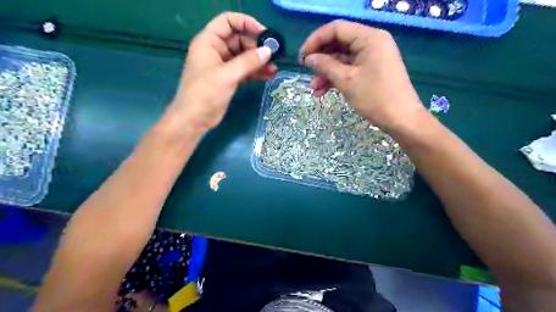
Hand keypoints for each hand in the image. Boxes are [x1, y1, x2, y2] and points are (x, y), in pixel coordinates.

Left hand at [169, 11, 273, 131]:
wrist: (195, 119)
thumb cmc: (205, 93)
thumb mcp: (227, 75)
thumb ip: (248, 62)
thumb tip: (269, 51)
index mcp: (209, 42)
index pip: (228, 22)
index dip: (246, 23)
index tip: (264, 34)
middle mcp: (216, 51)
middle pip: (239, 40)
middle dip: (256, 48)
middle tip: (273, 56)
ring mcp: (223, 66)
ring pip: (244, 58)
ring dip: (259, 62)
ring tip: (274, 69)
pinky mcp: (229, 79)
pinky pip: (245, 71)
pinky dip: (255, 73)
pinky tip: (268, 76)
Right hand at [302, 19, 424, 129]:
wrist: (401, 119)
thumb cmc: (375, 98)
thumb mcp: (346, 81)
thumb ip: (325, 66)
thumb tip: (308, 58)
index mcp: (369, 38)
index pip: (336, 29)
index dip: (315, 40)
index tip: (302, 56)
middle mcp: (372, 42)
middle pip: (339, 44)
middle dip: (321, 60)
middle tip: (307, 73)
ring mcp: (372, 57)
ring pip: (343, 59)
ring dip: (327, 73)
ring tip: (314, 89)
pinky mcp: (372, 70)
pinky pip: (350, 69)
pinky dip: (337, 78)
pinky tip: (324, 92)